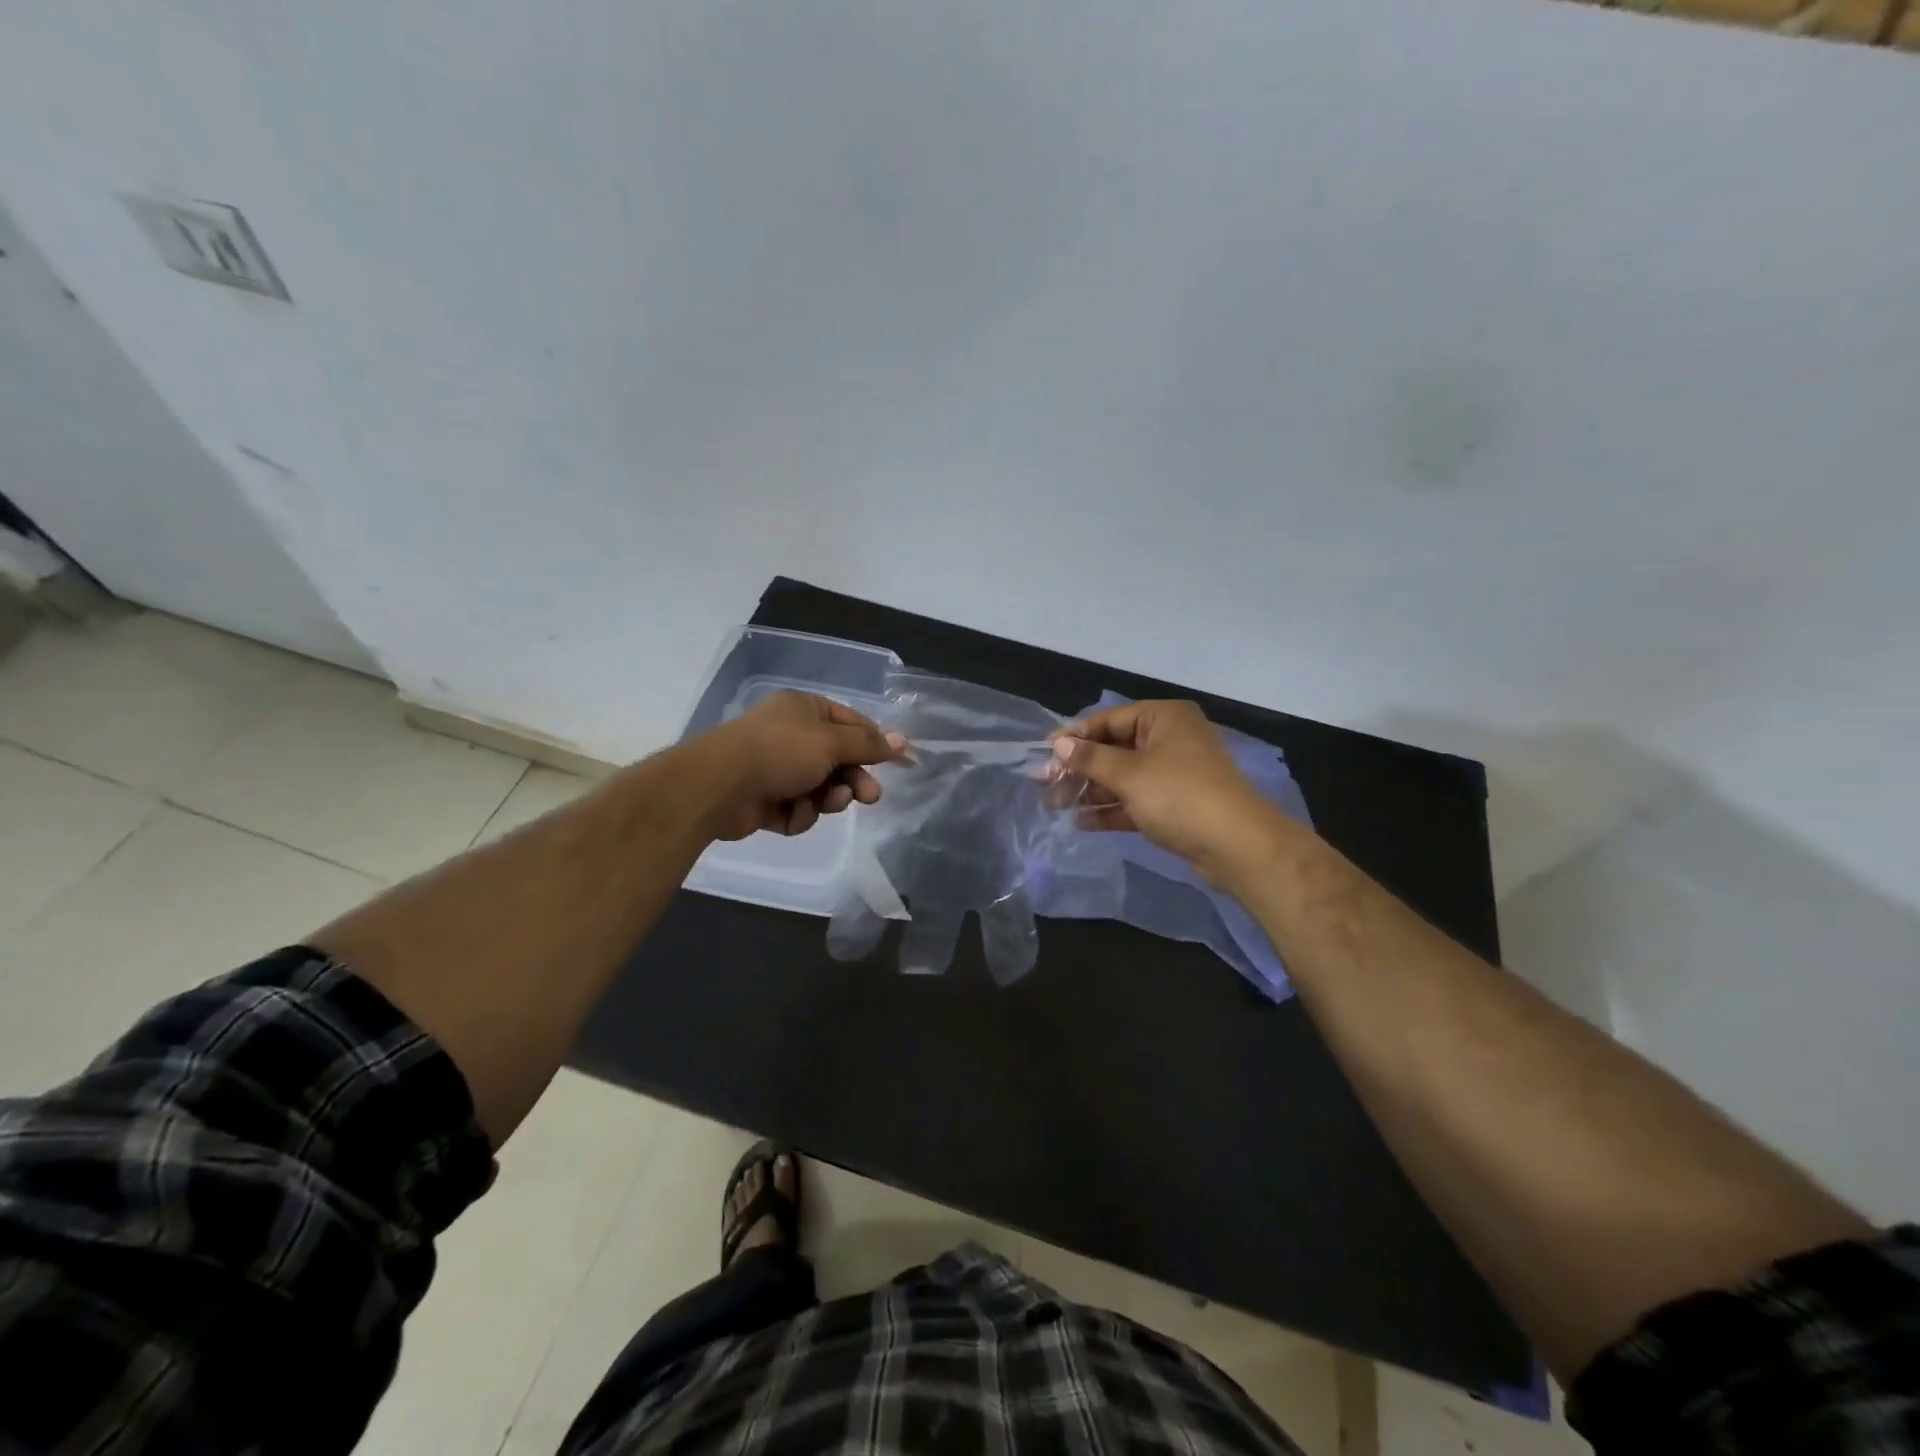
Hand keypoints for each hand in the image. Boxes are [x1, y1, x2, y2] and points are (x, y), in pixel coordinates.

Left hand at [699, 691, 903, 840]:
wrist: (719, 786)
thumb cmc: (780, 751)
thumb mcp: (832, 742)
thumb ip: (868, 744)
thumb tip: (903, 741)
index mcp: (804, 709)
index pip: (852, 723)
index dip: (877, 744)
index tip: (902, 763)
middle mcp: (790, 735)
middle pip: (838, 760)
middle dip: (853, 779)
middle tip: (869, 797)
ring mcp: (775, 768)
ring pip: (820, 788)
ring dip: (827, 798)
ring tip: (823, 803)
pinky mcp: (764, 800)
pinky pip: (797, 808)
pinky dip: (798, 813)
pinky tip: (789, 813)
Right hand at [1051, 700, 1281, 884]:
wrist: (1236, 846)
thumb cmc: (1180, 795)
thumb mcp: (1129, 774)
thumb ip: (1091, 759)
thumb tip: (1060, 745)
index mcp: (1164, 718)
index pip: (1109, 720)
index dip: (1075, 736)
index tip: (1045, 753)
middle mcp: (1170, 740)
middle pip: (1114, 749)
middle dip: (1079, 768)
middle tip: (1044, 784)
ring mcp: (1173, 774)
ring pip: (1122, 777)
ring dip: (1090, 791)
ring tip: (1055, 805)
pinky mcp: (1174, 805)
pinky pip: (1134, 800)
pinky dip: (1110, 809)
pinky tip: (1081, 822)